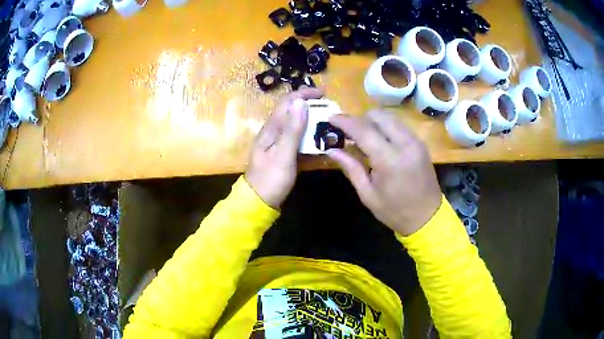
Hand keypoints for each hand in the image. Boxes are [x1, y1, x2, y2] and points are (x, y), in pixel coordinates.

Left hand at [245, 88, 323, 208]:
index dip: (304, 94)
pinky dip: (308, 133)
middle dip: (309, 104)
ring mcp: (277, 142)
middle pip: (291, 111)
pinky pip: (296, 137)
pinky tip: (318, 137)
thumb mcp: (283, 154)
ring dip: (310, 118)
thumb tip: (300, 102)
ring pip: (294, 123)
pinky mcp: (282, 152)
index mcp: (271, 129)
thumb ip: (292, 129)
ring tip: (327, 119)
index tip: (323, 93)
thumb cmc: (271, 179)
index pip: (287, 103)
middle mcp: (273, 131)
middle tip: (329, 107)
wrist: (259, 202)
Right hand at [326, 110, 441, 235]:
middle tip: (348, 131)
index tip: (331, 118)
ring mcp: (415, 141)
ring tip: (362, 135)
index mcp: (389, 160)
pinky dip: (385, 126)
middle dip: (360, 118)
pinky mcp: (420, 143)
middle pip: (378, 115)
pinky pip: (399, 125)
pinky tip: (379, 140)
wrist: (428, 217)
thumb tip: (331, 150)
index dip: (345, 121)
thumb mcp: (368, 194)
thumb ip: (351, 168)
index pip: (363, 130)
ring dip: (373, 120)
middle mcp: (405, 144)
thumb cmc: (395, 211)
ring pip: (390, 117)